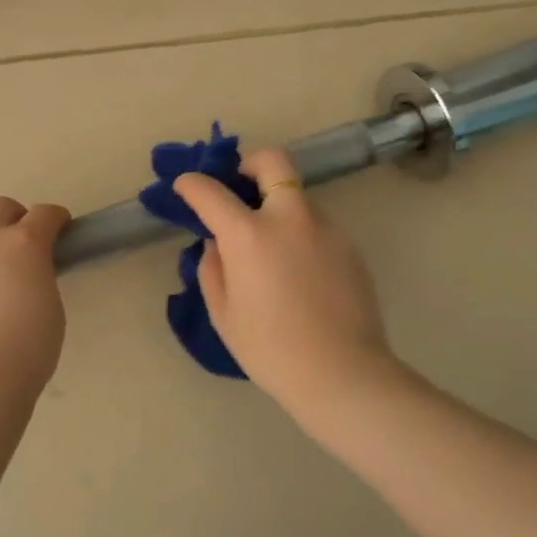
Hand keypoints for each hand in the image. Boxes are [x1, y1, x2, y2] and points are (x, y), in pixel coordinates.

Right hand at [172, 150, 399, 421]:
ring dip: (278, 206)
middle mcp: (289, 219)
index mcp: (249, 235)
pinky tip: (299, 273)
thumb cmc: (270, 350)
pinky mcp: (351, 246)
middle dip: (250, 164)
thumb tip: (217, 245)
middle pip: (272, 161)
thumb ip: (213, 269)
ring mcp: (326, 228)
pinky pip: (317, 225)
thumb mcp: (223, 314)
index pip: (210, 191)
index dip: (191, 184)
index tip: (185, 187)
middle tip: (240, 189)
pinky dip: (300, 234)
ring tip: (272, 250)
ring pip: (297, 197)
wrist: (343, 375)